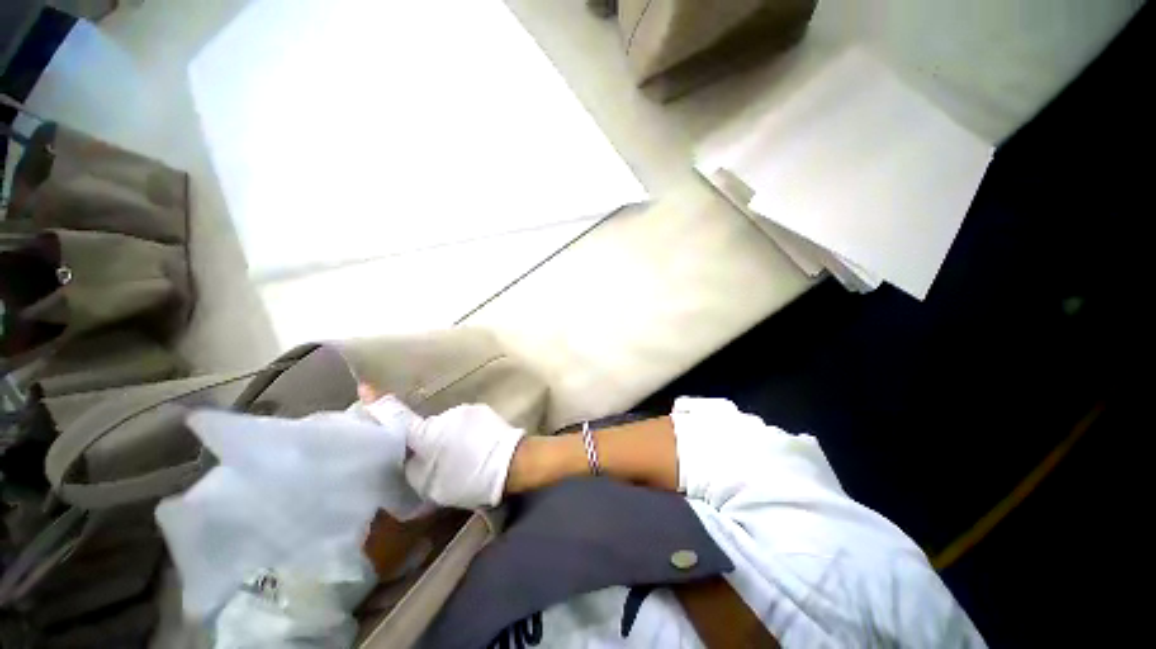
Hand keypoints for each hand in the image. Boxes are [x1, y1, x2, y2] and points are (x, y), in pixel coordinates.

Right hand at [359, 386, 524, 508]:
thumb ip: (412, 468)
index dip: (377, 403)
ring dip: (444, 439)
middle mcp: (444, 415)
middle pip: (422, 426)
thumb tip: (407, 456)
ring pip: (444, 425)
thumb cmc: (470, 478)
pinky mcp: (481, 410)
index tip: (364, 386)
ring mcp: (465, 410)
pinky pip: (462, 422)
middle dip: (421, 440)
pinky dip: (462, 434)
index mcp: (426, 433)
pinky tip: (473, 450)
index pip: (395, 415)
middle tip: (431, 462)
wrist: (513, 462)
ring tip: (459, 459)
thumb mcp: (430, 485)